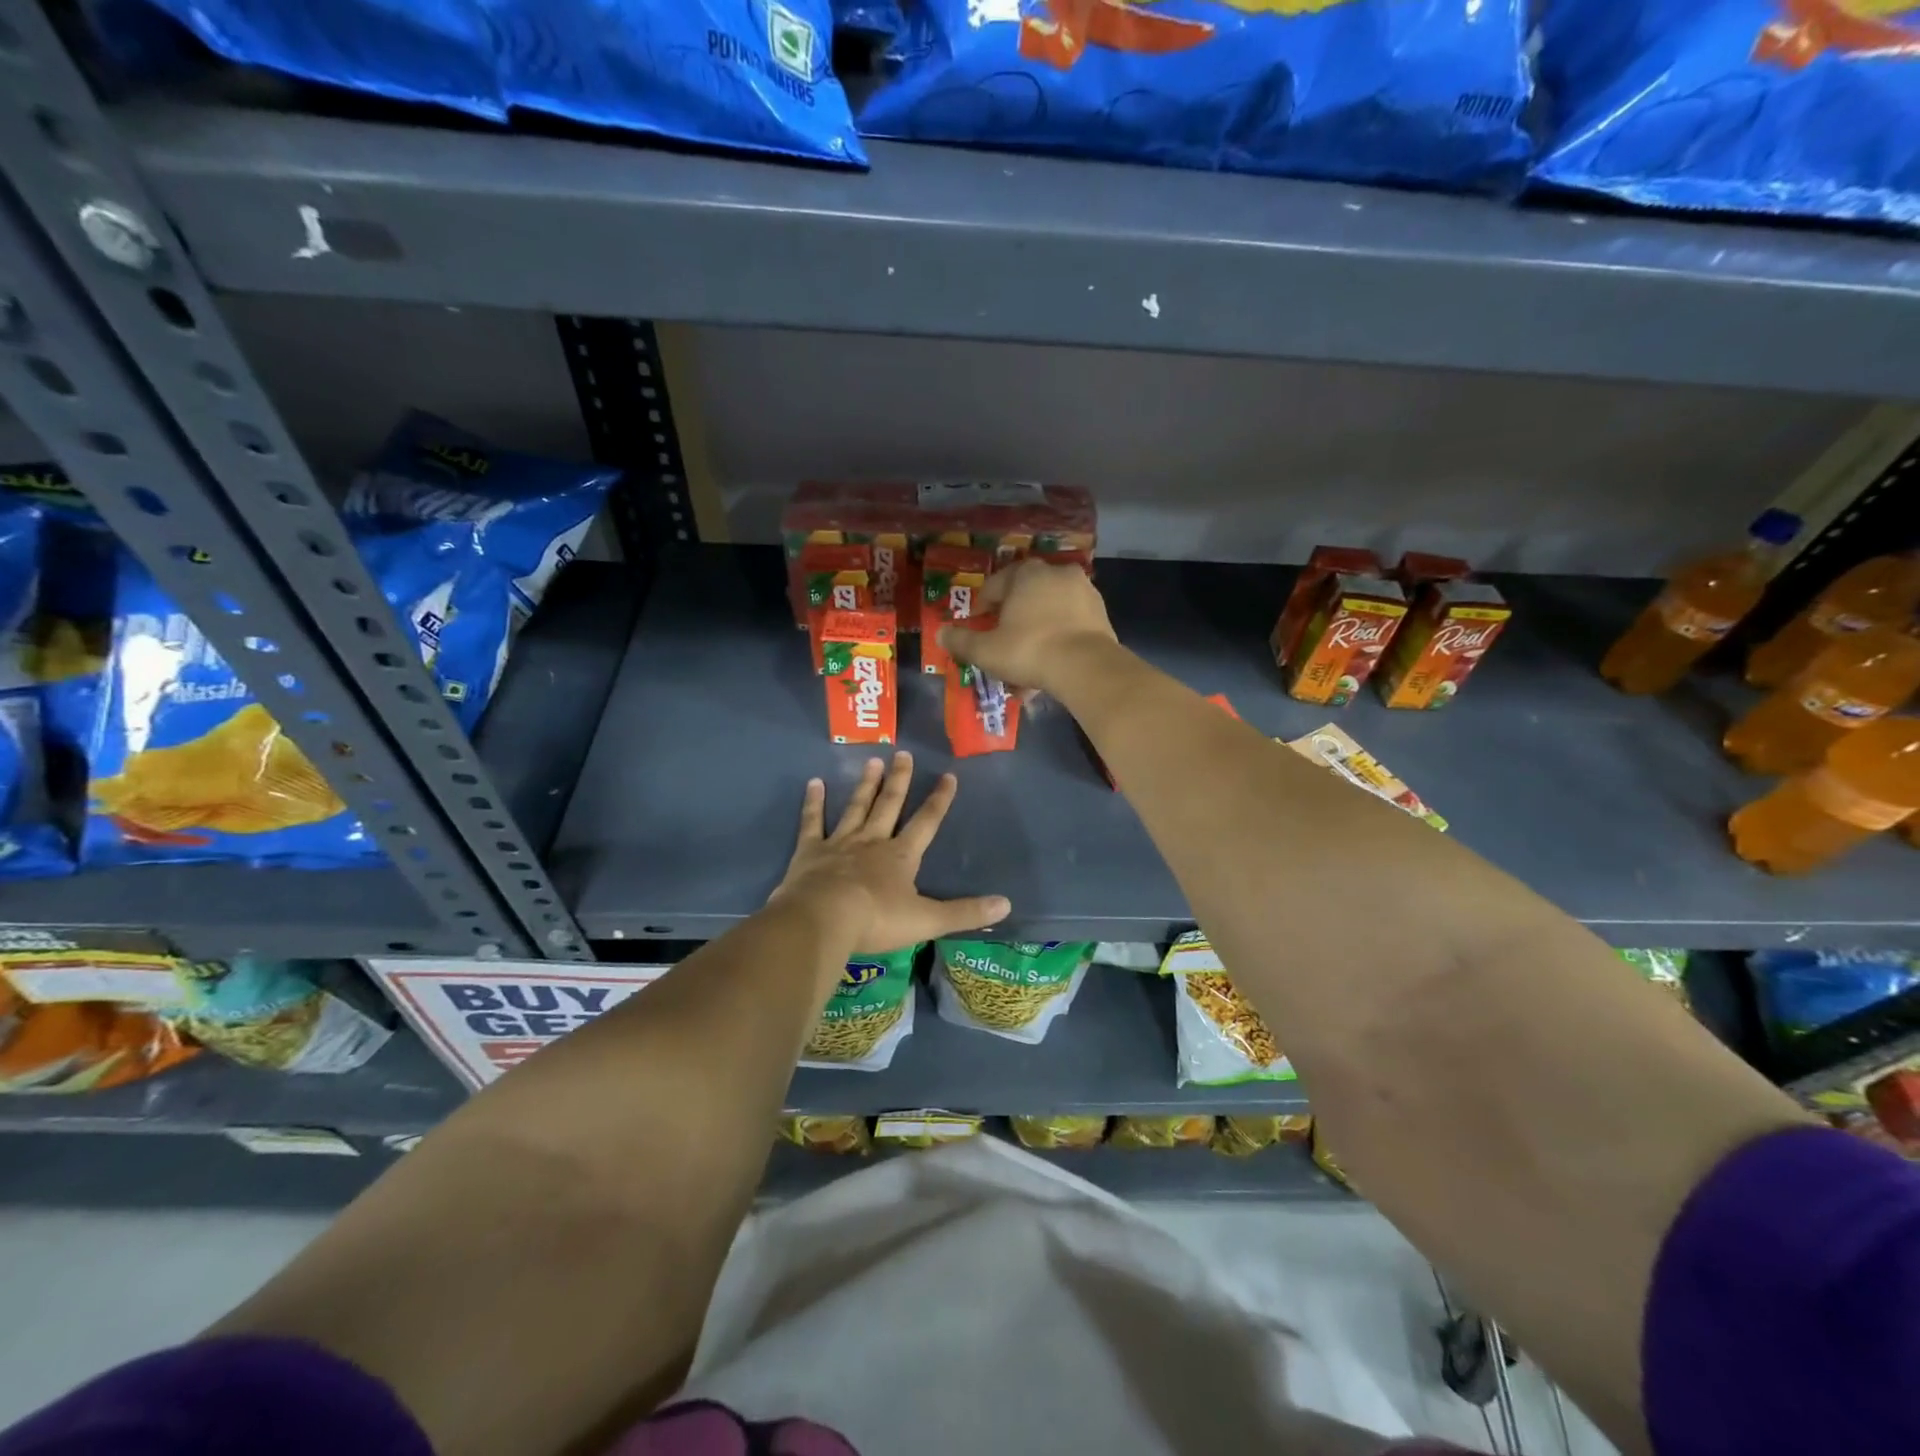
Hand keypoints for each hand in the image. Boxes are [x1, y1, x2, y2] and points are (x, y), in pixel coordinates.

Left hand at [770, 751, 1010, 952]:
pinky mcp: (810, 852)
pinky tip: (814, 783)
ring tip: (872, 761)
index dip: (939, 800)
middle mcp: (872, 841)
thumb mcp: (927, 920)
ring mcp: (840, 843)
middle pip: (889, 805)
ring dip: (865, 785)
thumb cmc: (877, 920)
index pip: (926, 822)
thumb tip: (1006, 905)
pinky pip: (813, 822)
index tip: (948, 775)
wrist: (823, 920)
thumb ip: (965, 913)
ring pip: (856, 808)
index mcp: (901, 856)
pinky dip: (813, 803)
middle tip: (902, 753)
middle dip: (898, 780)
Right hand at [936, 558, 1116, 695]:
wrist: (1086, 666)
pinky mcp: (1101, 612)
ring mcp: (1083, 590)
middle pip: (1025, 595)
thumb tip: (940, 634)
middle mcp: (1056, 572)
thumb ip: (961, 642)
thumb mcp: (986, 650)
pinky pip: (1070, 622)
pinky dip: (1058, 637)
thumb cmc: (1029, 650)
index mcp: (1026, 573)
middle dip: (1012, 619)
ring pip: (1049, 610)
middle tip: (1003, 642)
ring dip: (1037, 630)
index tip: (978, 625)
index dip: (983, 606)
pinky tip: (1051, 662)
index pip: (996, 585)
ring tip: (1028, 659)